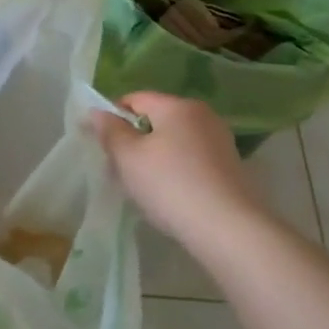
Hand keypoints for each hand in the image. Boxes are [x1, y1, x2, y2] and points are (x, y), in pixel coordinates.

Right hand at [91, 92, 273, 250]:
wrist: (229, 229)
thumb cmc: (170, 185)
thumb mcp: (129, 157)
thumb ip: (110, 131)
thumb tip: (97, 112)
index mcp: (177, 106)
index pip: (136, 99)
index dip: (112, 116)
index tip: (101, 144)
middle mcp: (203, 116)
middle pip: (157, 120)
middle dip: (134, 140)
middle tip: (118, 169)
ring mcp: (220, 142)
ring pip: (174, 142)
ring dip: (153, 158)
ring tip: (142, 187)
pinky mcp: (230, 168)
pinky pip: (191, 160)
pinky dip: (175, 171)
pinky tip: (169, 196)